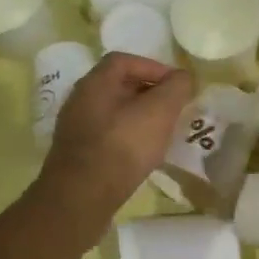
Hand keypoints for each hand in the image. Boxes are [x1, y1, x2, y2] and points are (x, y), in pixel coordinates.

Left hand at [37, 53, 193, 246]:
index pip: (124, 60)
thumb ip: (175, 89)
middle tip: (173, 109)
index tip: (176, 85)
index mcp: (95, 83)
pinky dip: (127, 138)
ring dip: (138, 118)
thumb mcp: (159, 112)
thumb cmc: (122, 146)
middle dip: (149, 94)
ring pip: (113, 113)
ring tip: (162, 133)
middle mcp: (80, 100)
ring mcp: (75, 129)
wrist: (81, 198)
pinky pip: (106, 137)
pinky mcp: (76, 155)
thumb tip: (183, 78)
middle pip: (118, 86)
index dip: (153, 67)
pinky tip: (142, 155)